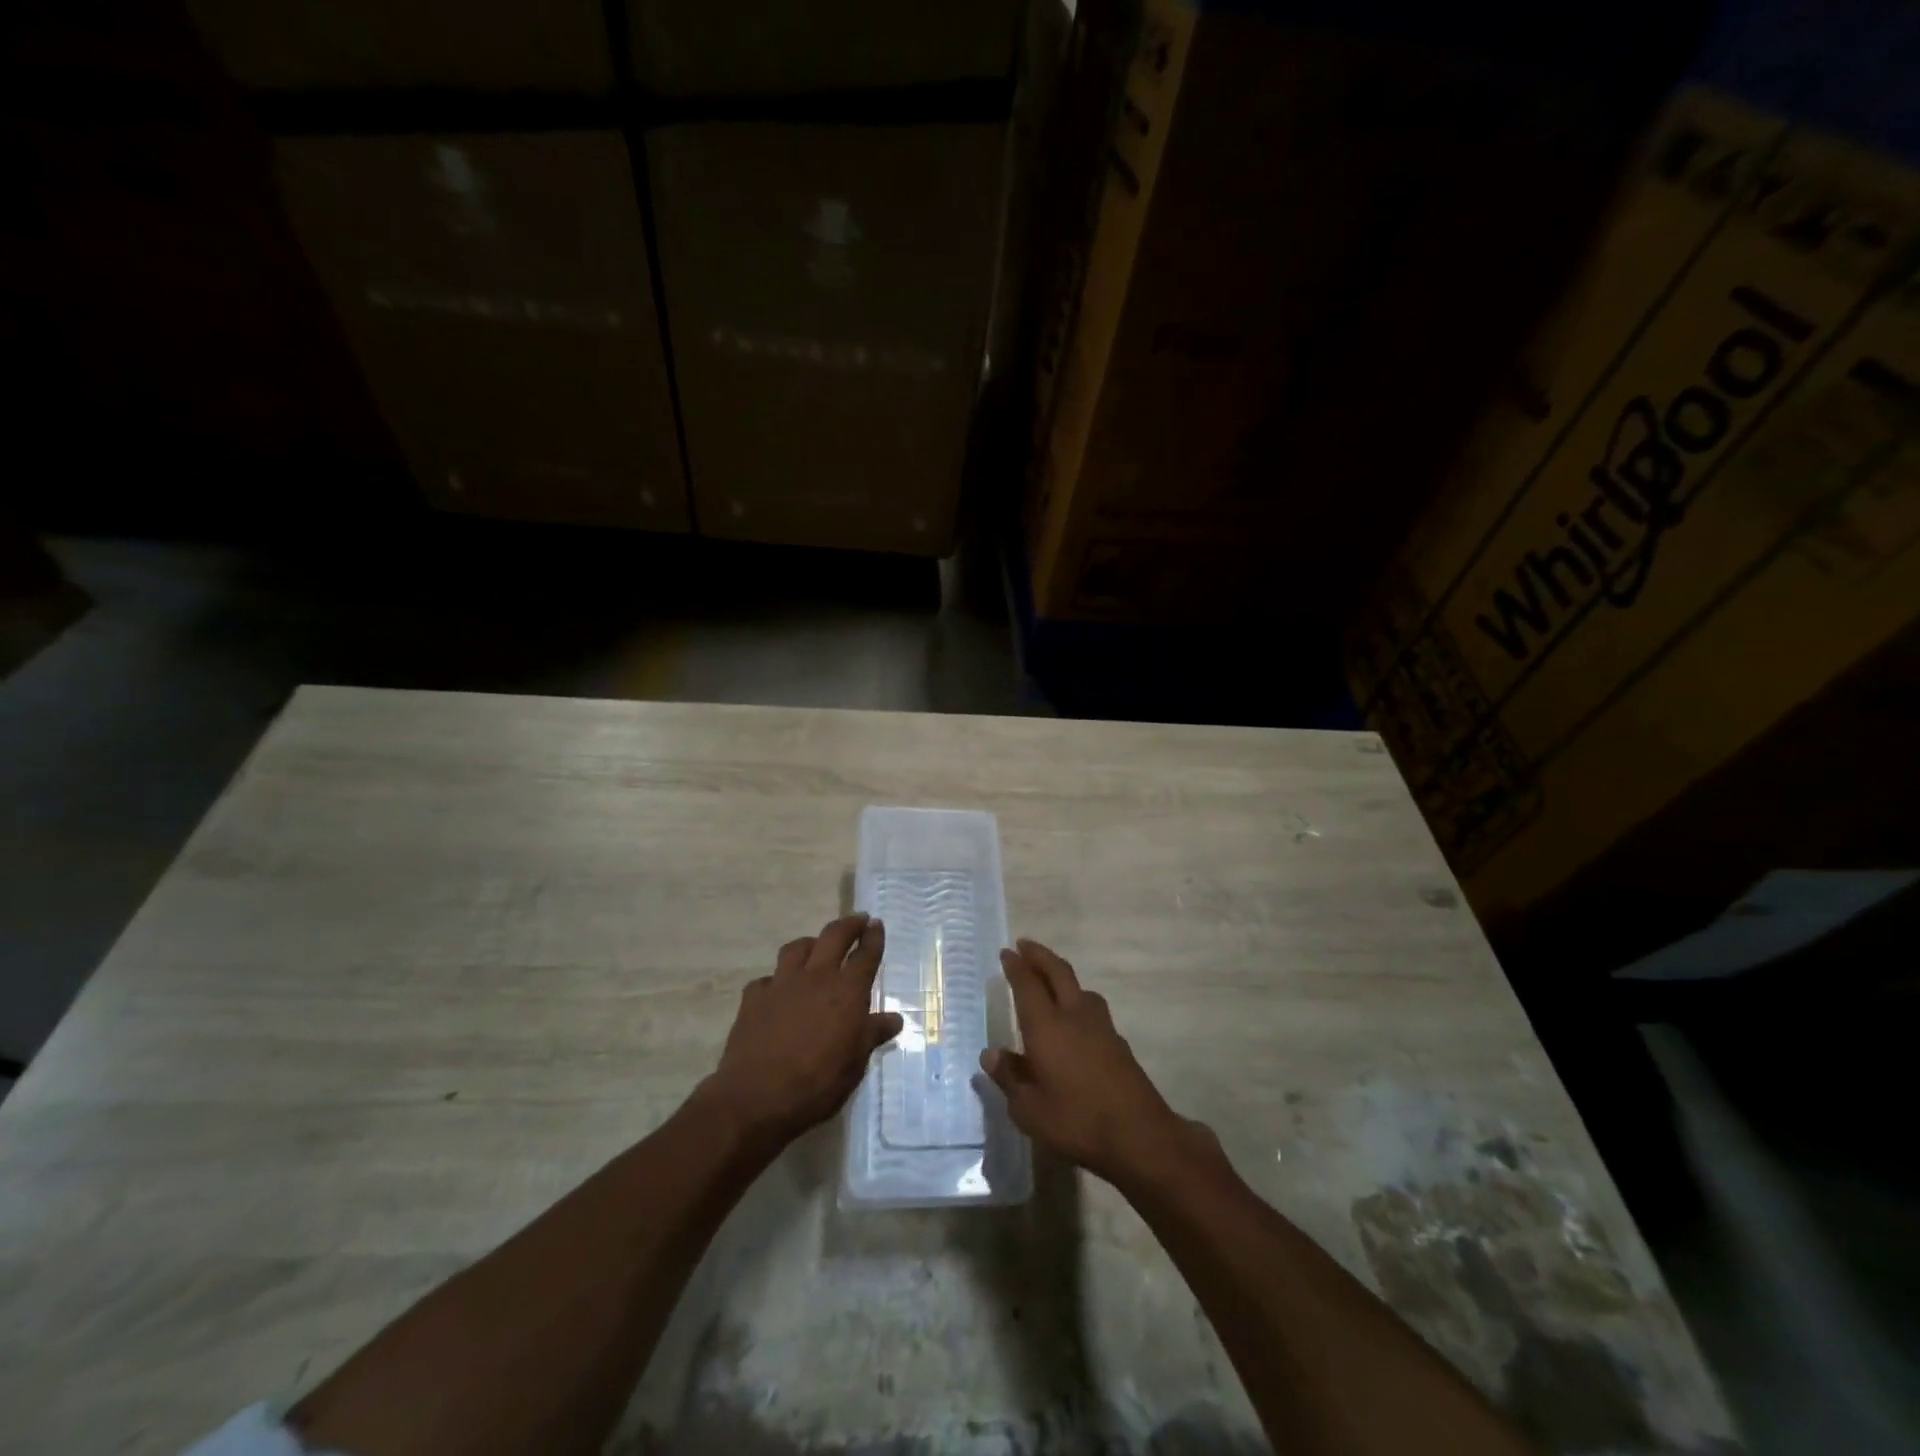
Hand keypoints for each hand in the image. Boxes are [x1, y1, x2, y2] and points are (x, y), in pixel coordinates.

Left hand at [704, 913, 902, 1146]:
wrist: (757, 1096)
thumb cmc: (818, 1082)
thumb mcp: (855, 1063)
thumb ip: (873, 1035)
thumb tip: (894, 1019)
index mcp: (847, 990)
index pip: (866, 954)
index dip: (873, 937)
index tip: (877, 924)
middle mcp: (816, 977)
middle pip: (834, 936)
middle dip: (849, 924)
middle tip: (857, 920)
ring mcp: (782, 983)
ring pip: (797, 947)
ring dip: (811, 943)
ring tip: (816, 947)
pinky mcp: (754, 997)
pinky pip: (768, 978)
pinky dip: (777, 980)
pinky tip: (778, 991)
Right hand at [980, 939, 1214, 1187]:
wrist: (1139, 1135)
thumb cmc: (1076, 1121)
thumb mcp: (1029, 1109)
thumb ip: (1009, 1077)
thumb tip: (991, 1053)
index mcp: (1047, 1026)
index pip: (1028, 985)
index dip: (1016, 967)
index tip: (1006, 952)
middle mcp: (1074, 1016)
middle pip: (1058, 972)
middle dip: (1040, 956)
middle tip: (1025, 945)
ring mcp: (1101, 1027)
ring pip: (1080, 988)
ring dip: (1062, 976)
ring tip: (1052, 980)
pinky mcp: (1118, 1042)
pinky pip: (1093, 1008)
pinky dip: (1078, 1000)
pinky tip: (1076, 1020)